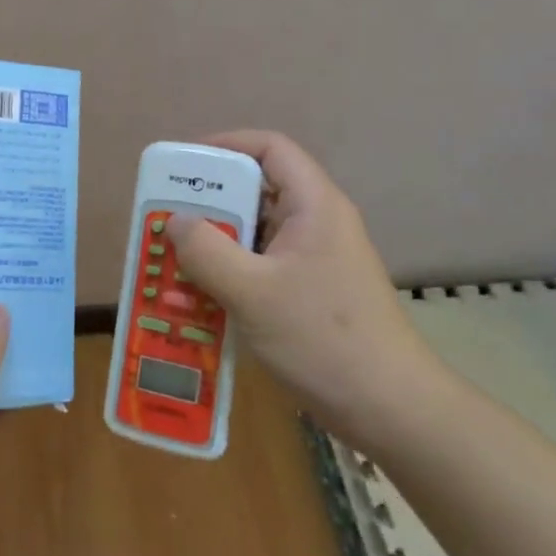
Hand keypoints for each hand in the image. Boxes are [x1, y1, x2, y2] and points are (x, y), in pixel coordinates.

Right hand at [169, 131, 444, 446]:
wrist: (390, 410)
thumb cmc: (323, 338)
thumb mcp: (253, 292)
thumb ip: (207, 251)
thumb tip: (175, 222)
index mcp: (313, 206)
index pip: (270, 148)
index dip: (226, 145)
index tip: (184, 166)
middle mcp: (315, 224)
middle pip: (256, 191)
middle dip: (207, 204)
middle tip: (166, 219)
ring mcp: (313, 261)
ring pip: (254, 235)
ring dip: (212, 245)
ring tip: (170, 260)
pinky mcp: (308, 293)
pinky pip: (259, 268)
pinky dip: (227, 276)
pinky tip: (193, 299)